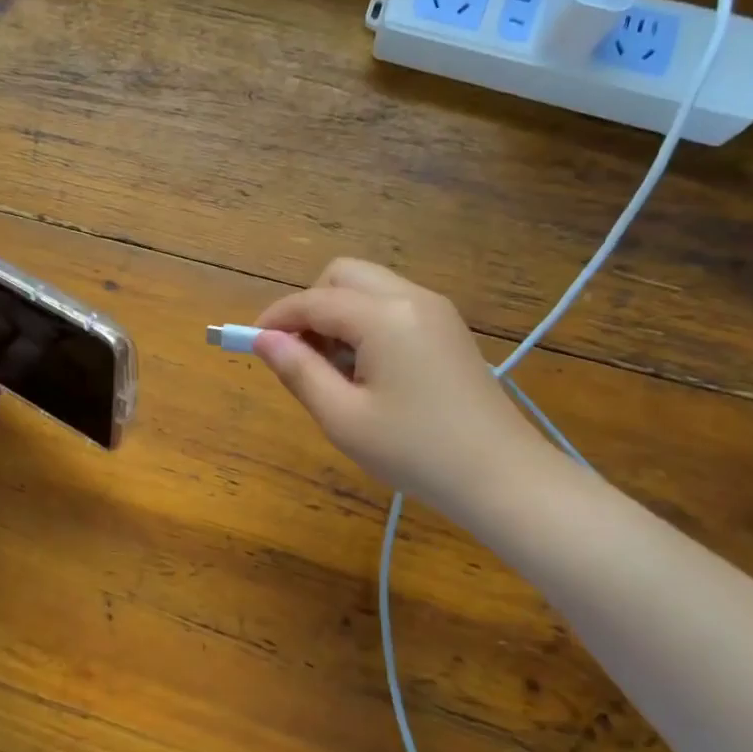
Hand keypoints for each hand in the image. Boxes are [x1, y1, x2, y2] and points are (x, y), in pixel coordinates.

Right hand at [253, 259, 544, 512]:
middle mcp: (411, 297)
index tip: (250, 343)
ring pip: (368, 287)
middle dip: (310, 305)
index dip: (276, 318)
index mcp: (384, 316)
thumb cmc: (415, 451)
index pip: (313, 300)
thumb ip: (299, 371)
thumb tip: (263, 339)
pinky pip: (392, 305)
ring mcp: (435, 310)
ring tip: (332, 370)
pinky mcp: (447, 328)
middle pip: (342, 275)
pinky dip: (365, 322)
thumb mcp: (342, 417)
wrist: (502, 476)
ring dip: (337, 313)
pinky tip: (366, 370)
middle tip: (298, 354)